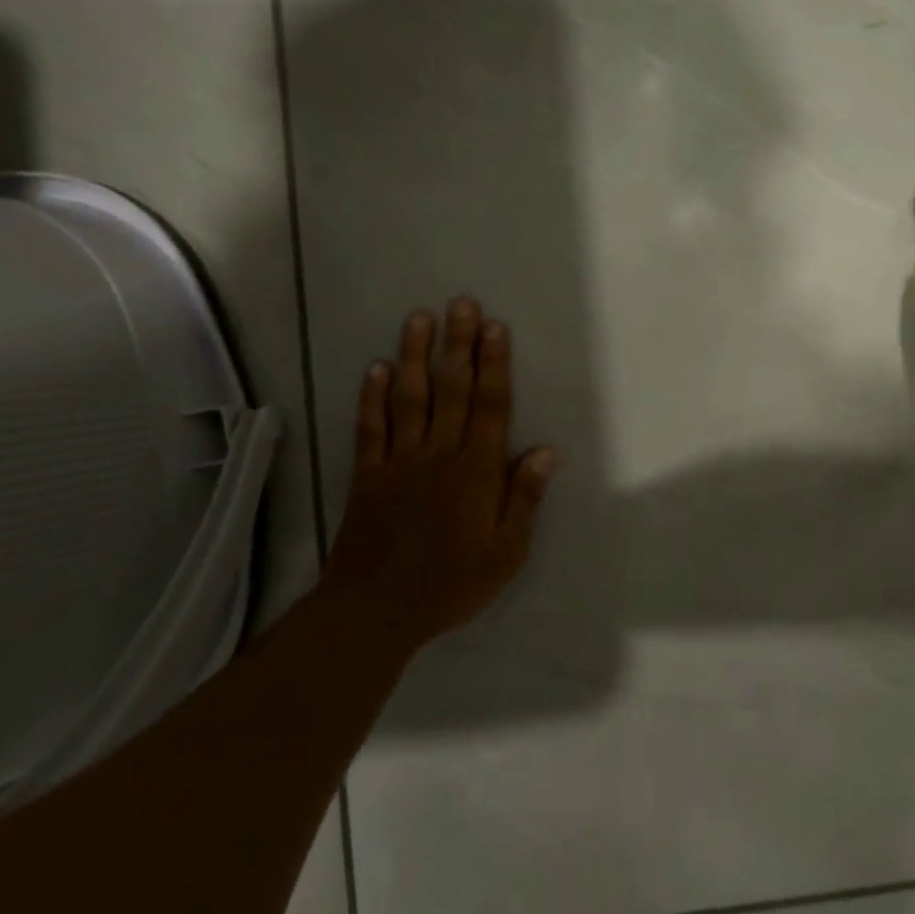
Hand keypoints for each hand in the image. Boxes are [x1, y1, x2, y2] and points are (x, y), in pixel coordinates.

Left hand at [326, 298, 556, 643]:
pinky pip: (371, 428)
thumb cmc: (451, 583)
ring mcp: (399, 461)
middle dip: (459, 345)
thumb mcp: (506, 552)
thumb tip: (546, 451)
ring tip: (420, 318)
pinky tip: (377, 368)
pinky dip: (373, 397)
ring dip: (416, 356)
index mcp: (476, 471)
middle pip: (452, 391)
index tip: (495, 328)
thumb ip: (524, 498)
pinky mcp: (368, 474)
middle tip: (461, 303)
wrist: (377, 609)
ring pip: (410, 398)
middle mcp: (439, 454)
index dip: (495, 365)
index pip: (490, 407)